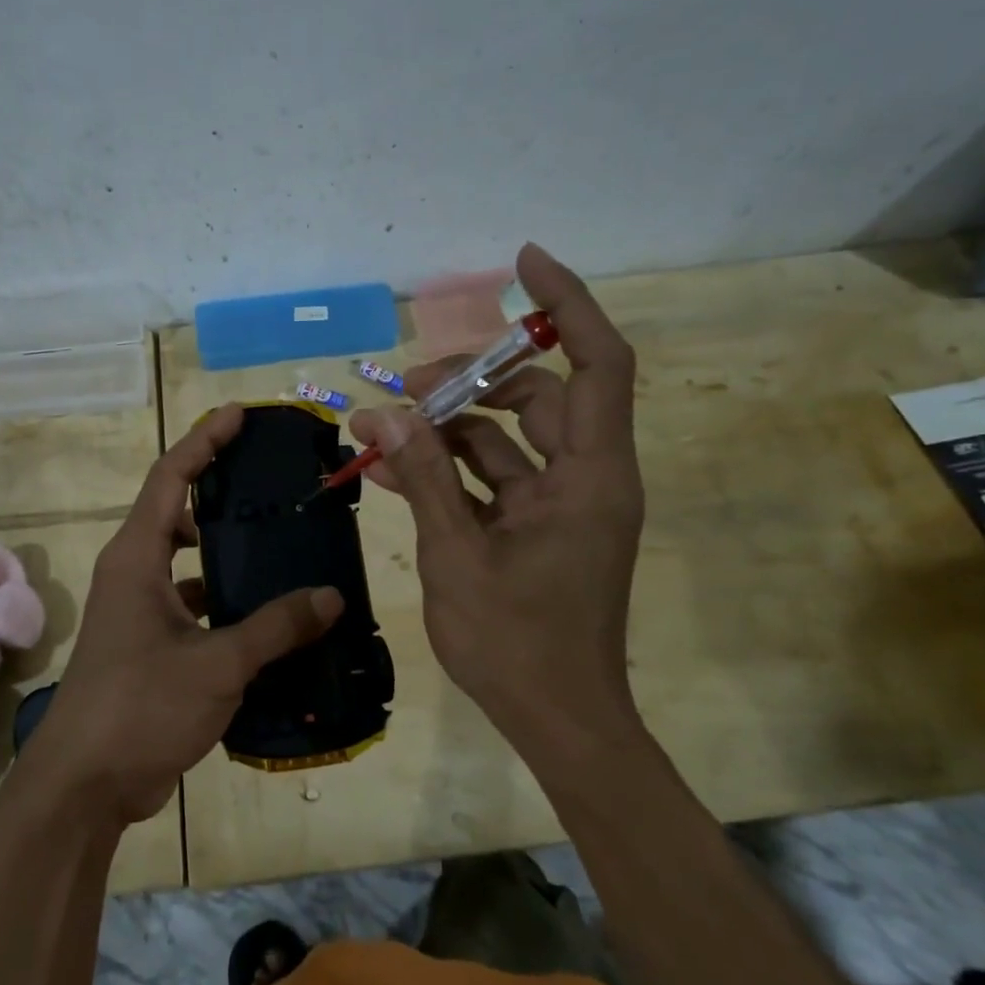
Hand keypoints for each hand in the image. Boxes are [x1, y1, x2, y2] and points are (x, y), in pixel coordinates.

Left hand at [16, 405, 343, 827]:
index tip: (239, 415)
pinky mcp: (152, 647)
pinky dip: (229, 604)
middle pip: (178, 513)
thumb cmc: (140, 707)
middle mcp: (135, 574)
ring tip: (284, 545)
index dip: (204, 440)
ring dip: (228, 554)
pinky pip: (196, 607)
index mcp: (136, 558)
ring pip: (190, 564)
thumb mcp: (216, 663)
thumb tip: (331, 597)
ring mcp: (141, 613)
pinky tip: (272, 617)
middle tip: (273, 482)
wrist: (85, 786)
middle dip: (220, 491)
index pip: (169, 477)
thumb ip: (275, 627)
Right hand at [350, 243, 644, 743]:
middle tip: (407, 388)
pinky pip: (493, 478)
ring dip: (450, 428)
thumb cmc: (517, 644)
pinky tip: (394, 468)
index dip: (568, 304)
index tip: (522, 263)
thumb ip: (422, 478)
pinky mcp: (538, 527)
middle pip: (540, 396)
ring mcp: (562, 504)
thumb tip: (384, 413)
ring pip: (509, 437)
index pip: (600, 364)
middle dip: (471, 381)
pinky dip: (449, 469)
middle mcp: (587, 478)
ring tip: (384, 427)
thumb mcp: (457, 555)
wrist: (558, 721)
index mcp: (592, 477)